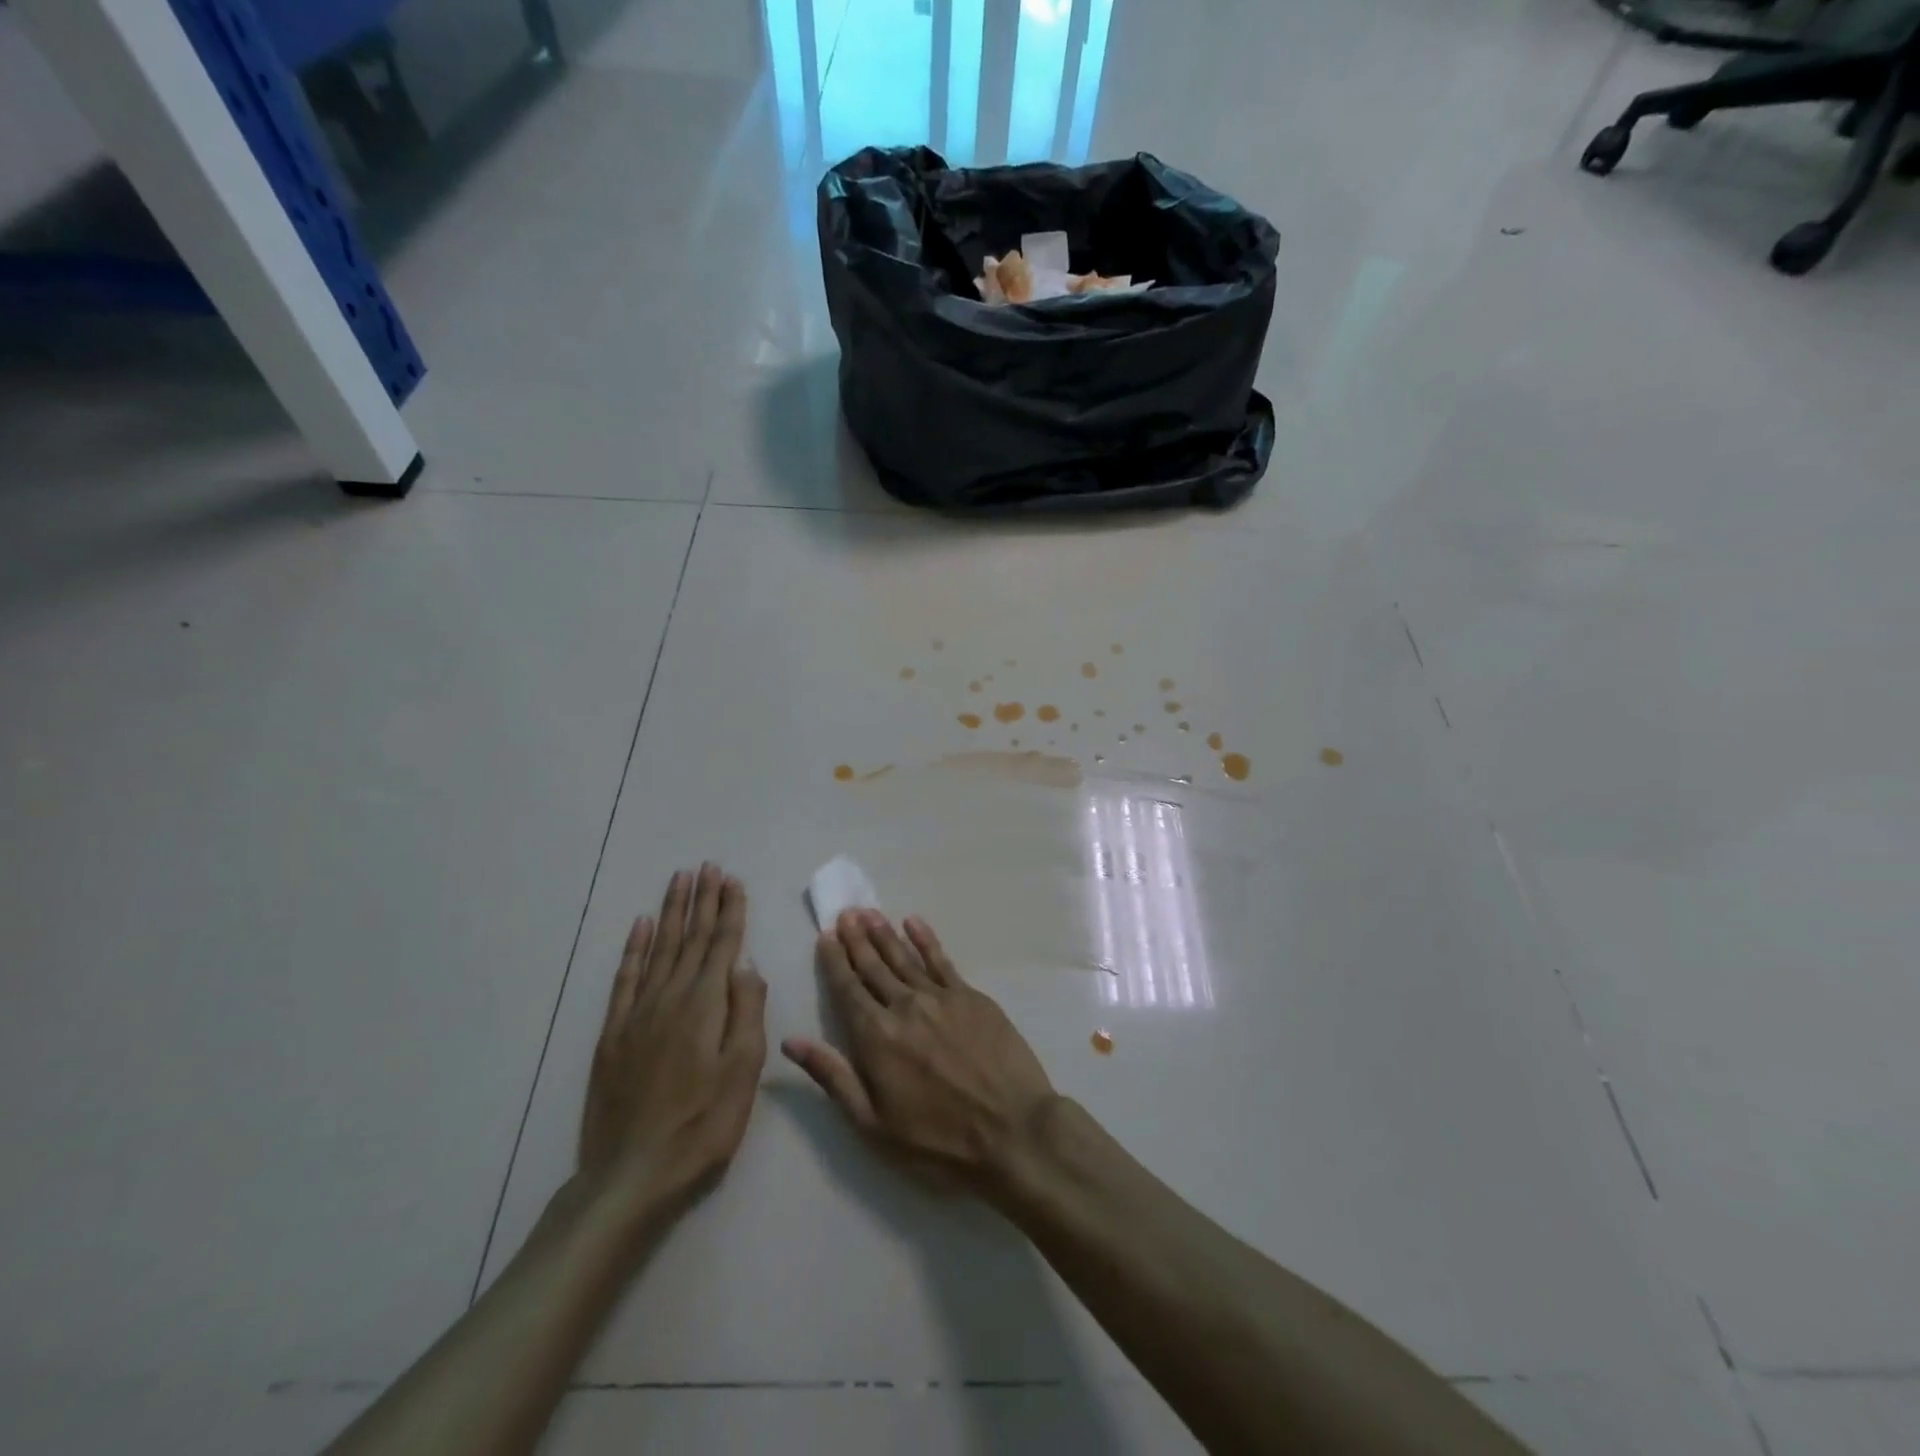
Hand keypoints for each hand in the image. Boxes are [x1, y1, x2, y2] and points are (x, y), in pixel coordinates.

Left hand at [578, 865, 766, 1215]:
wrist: (631, 1176)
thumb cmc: (702, 1126)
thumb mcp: (743, 1072)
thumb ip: (746, 1011)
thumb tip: (746, 962)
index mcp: (705, 1005)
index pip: (722, 945)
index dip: (729, 910)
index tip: (732, 880)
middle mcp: (670, 998)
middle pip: (690, 938)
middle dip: (702, 900)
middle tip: (707, 867)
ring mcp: (637, 1014)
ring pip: (659, 949)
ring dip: (671, 912)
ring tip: (679, 881)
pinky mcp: (613, 1034)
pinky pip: (625, 978)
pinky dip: (634, 948)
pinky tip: (641, 927)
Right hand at [782, 910, 1055, 1194]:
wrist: (1012, 1131)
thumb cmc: (937, 1141)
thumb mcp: (873, 1124)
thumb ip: (833, 1077)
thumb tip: (791, 1042)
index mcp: (876, 1037)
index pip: (848, 989)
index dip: (835, 961)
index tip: (825, 936)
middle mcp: (905, 1006)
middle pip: (874, 966)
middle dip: (856, 939)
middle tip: (845, 913)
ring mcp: (941, 998)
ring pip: (905, 957)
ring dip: (885, 933)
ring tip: (869, 912)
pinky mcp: (971, 997)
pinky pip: (942, 960)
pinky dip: (926, 939)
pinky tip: (914, 923)